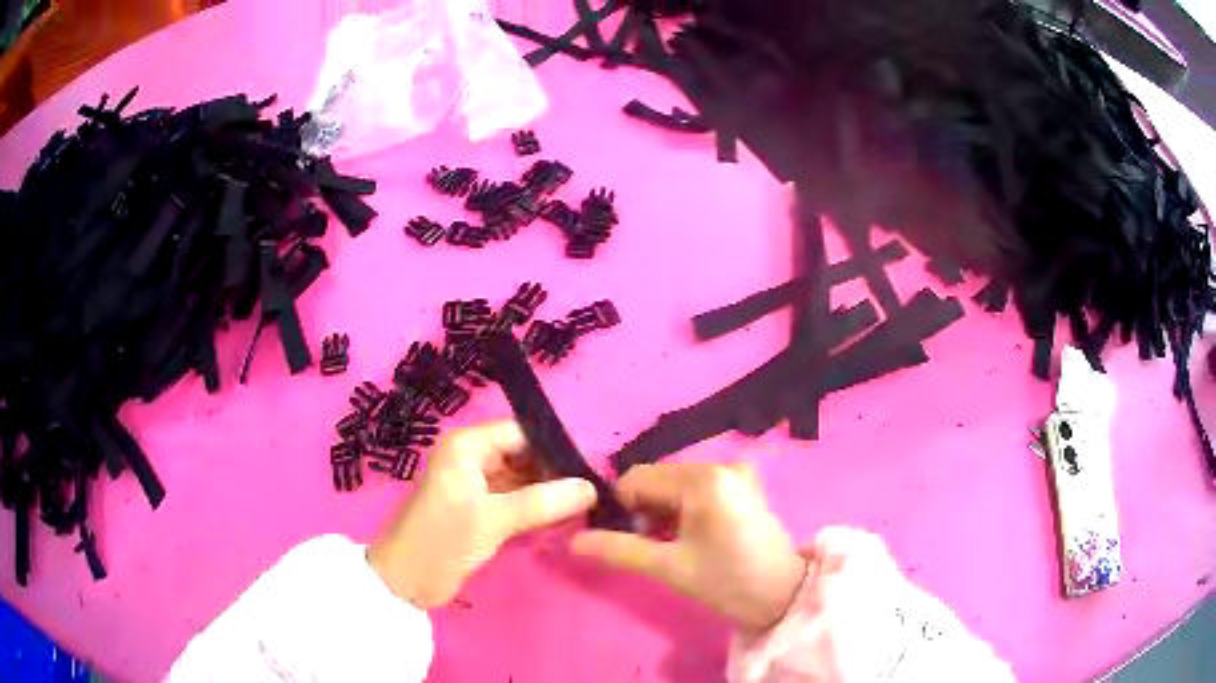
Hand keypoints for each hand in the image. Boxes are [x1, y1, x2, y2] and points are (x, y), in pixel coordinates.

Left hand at [368, 421, 596, 607]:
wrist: (406, 581)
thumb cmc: (442, 540)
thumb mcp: (494, 519)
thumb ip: (543, 502)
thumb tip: (592, 488)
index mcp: (467, 447)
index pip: (521, 433)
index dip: (555, 447)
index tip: (591, 467)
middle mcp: (471, 458)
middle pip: (523, 455)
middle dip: (554, 472)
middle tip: (593, 491)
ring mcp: (474, 485)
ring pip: (521, 479)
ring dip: (547, 493)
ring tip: (585, 506)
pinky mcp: (478, 510)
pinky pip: (514, 500)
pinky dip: (534, 509)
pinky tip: (562, 519)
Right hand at [572, 462, 806, 632]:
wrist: (783, 596)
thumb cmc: (727, 582)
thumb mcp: (669, 568)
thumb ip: (619, 550)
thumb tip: (574, 541)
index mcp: (704, 479)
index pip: (638, 478)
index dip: (621, 507)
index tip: (625, 539)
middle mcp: (720, 463)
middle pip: (657, 477)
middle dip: (644, 509)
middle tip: (653, 546)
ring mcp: (736, 471)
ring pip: (675, 482)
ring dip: (663, 509)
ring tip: (673, 544)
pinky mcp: (743, 483)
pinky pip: (697, 486)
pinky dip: (684, 506)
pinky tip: (692, 534)